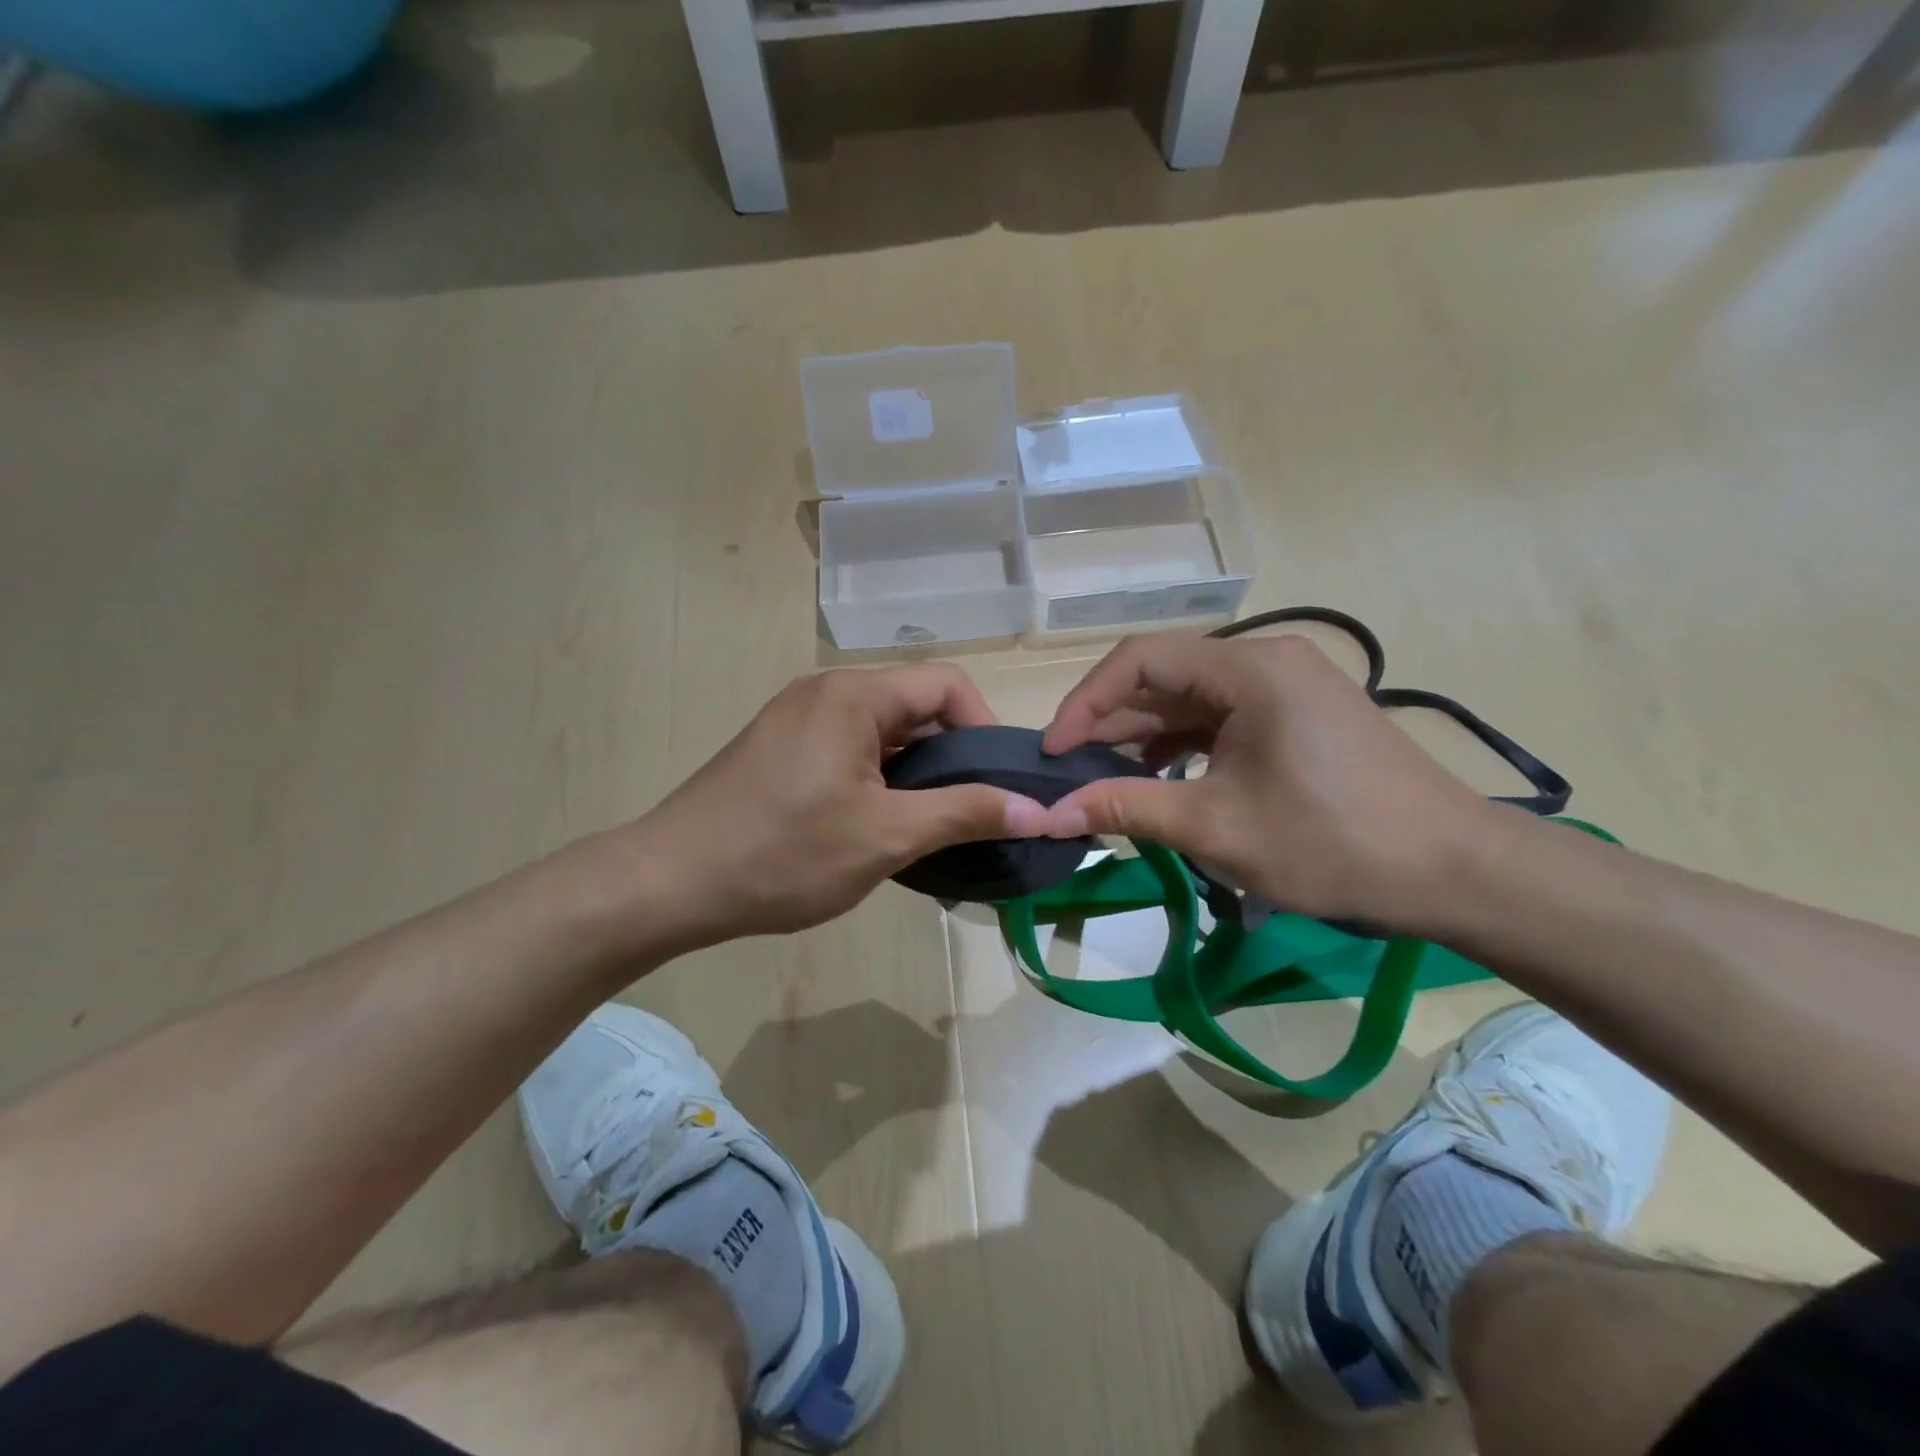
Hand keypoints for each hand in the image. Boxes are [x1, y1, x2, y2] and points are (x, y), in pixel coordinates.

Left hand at [626, 665, 1047, 948]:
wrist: (670, 882)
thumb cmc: (784, 854)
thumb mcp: (887, 836)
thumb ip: (966, 814)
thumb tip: (1039, 809)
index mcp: (854, 695)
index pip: (947, 686)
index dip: (985, 729)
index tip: (997, 785)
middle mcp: (826, 691)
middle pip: (915, 707)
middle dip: (952, 756)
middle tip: (971, 814)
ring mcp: (797, 718)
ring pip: (883, 733)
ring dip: (916, 773)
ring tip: (931, 826)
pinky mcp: (780, 748)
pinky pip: (850, 749)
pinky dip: (879, 779)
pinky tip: (881, 825)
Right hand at [1038, 634, 1506, 931]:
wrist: (1454, 871)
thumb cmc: (1332, 843)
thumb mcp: (1216, 828)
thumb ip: (1126, 808)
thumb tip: (1051, 813)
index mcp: (1249, 668)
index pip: (1140, 658)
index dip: (1085, 701)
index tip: (1053, 751)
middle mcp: (1266, 660)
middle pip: (1164, 677)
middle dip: (1110, 724)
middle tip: (1069, 773)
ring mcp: (1286, 686)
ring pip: (1191, 700)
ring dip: (1143, 738)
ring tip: (1105, 782)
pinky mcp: (1298, 714)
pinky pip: (1221, 718)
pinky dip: (1183, 746)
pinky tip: (1160, 781)